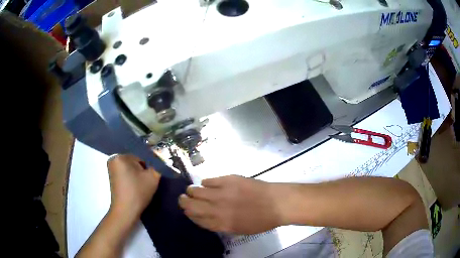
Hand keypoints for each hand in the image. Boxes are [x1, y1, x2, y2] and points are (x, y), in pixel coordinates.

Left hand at [107, 154, 160, 217]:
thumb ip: (157, 166)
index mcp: (121, 157)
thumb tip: (158, 163)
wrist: (126, 211)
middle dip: (141, 171)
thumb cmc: (137, 192)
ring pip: (130, 169)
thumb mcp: (153, 177)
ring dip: (136, 176)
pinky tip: (134, 189)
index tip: (149, 179)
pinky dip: (131, 180)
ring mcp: (111, 169)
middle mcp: (113, 160)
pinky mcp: (112, 178)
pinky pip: (125, 174)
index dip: (148, 169)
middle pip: (134, 163)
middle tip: (145, 183)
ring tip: (140, 187)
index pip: (141, 158)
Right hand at [178, 175, 282, 234]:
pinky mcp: (228, 179)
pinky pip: (208, 180)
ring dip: (192, 191)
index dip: (189, 214)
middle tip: (184, 199)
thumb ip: (220, 224)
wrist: (277, 203)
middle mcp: (217, 209)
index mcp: (220, 224)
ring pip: (195, 191)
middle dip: (184, 202)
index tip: (188, 211)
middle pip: (191, 205)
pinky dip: (205, 183)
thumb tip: (207, 216)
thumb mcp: (239, 229)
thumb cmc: (261, 220)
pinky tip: (208, 184)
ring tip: (193, 190)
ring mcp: (221, 193)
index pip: (196, 219)